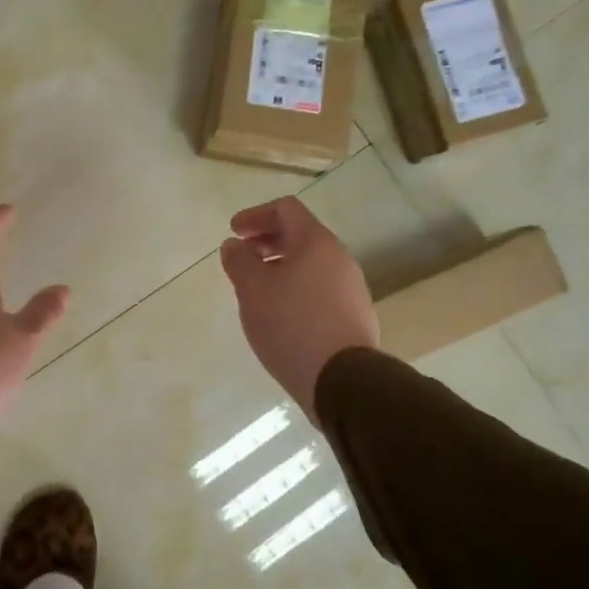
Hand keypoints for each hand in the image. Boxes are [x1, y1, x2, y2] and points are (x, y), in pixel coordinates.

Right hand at [219, 197, 378, 419]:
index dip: (255, 215)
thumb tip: (234, 245)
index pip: (286, 209)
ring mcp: (352, 287)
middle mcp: (339, 258)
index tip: (234, 231)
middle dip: (267, 240)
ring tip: (258, 288)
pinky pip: (321, 288)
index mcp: (316, 242)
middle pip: (301, 235)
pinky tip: (281, 313)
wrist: (342, 379)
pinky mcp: (355, 315)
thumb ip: (239, 261)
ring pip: (311, 263)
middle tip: (243, 255)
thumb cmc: (291, 325)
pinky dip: (296, 287)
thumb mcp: (253, 290)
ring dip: (281, 266)